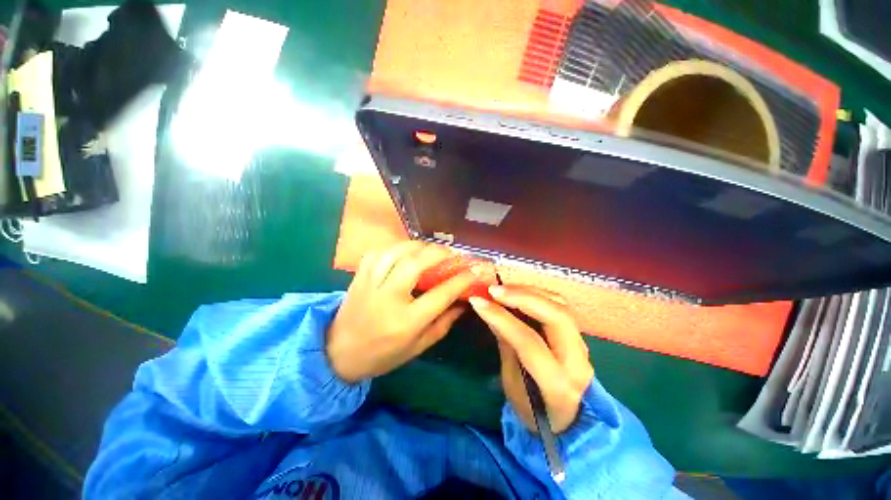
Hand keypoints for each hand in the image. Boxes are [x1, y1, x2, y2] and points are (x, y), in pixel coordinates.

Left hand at [326, 241, 476, 382]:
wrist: (338, 354)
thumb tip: (463, 302)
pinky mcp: (359, 277)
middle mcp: (389, 298)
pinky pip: (378, 252)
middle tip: (451, 252)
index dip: (460, 280)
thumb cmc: (383, 354)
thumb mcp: (418, 347)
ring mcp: (371, 284)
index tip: (473, 270)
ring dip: (417, 246)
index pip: (440, 294)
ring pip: (395, 253)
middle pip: (415, 264)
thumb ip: (443, 323)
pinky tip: (404, 251)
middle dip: (438, 253)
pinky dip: (394, 247)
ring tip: (429, 249)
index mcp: (406, 321)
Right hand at [470, 286, 593, 433]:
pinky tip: (520, 293)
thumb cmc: (534, 412)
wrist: (569, 424)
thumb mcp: (512, 384)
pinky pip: (560, 306)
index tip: (478, 301)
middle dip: (522, 297)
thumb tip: (492, 311)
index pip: (528, 341)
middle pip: (556, 316)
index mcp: (557, 384)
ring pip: (561, 306)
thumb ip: (506, 344)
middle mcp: (578, 362)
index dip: (501, 317)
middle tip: (494, 290)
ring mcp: (583, 346)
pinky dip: (538, 295)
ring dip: (530, 291)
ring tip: (504, 289)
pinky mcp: (579, 336)